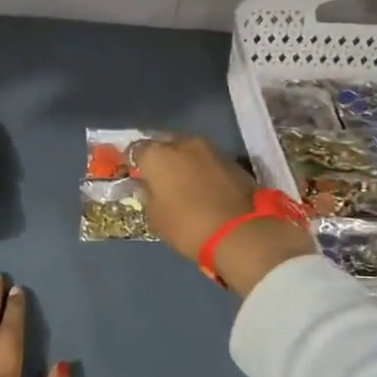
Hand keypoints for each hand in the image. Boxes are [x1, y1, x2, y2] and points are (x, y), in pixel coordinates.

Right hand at [133, 135, 315, 296]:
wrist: (241, 233)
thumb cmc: (188, 226)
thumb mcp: (155, 217)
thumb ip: (148, 194)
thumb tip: (148, 185)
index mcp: (158, 155)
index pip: (136, 149)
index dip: (134, 163)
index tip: (136, 176)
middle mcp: (183, 143)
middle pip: (164, 143)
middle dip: (160, 157)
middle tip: (159, 177)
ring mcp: (211, 149)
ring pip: (188, 150)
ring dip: (183, 162)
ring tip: (183, 182)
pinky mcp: (233, 160)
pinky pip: (208, 160)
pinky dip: (202, 169)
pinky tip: (203, 186)